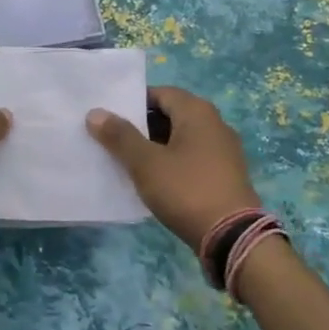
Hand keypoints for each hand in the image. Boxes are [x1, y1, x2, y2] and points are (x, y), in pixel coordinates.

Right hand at [87, 86, 259, 252]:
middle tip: (113, 139)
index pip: (160, 93)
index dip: (133, 102)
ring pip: (181, 138)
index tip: (110, 117)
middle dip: (142, 125)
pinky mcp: (226, 174)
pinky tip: (155, 180)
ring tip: (128, 160)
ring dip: (156, 145)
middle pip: (171, 114)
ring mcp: (224, 150)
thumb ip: (120, 136)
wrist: (232, 236)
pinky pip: (192, 157)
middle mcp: (215, 124)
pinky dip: (172, 162)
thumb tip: (95, 113)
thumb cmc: (186, 190)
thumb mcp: (145, 163)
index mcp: (197, 112)